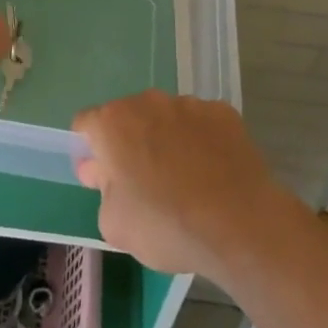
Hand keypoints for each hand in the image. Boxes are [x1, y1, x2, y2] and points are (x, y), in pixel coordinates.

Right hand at [73, 91, 294, 278]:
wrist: (241, 226)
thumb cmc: (167, 225)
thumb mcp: (114, 224)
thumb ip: (102, 190)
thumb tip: (103, 172)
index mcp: (113, 123)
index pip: (86, 125)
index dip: (90, 150)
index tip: (104, 178)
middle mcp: (148, 102)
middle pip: (128, 117)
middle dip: (130, 143)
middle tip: (144, 183)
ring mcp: (188, 103)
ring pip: (166, 118)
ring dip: (166, 140)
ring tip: (185, 181)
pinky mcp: (223, 112)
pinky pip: (201, 124)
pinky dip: (200, 142)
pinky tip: (212, 174)